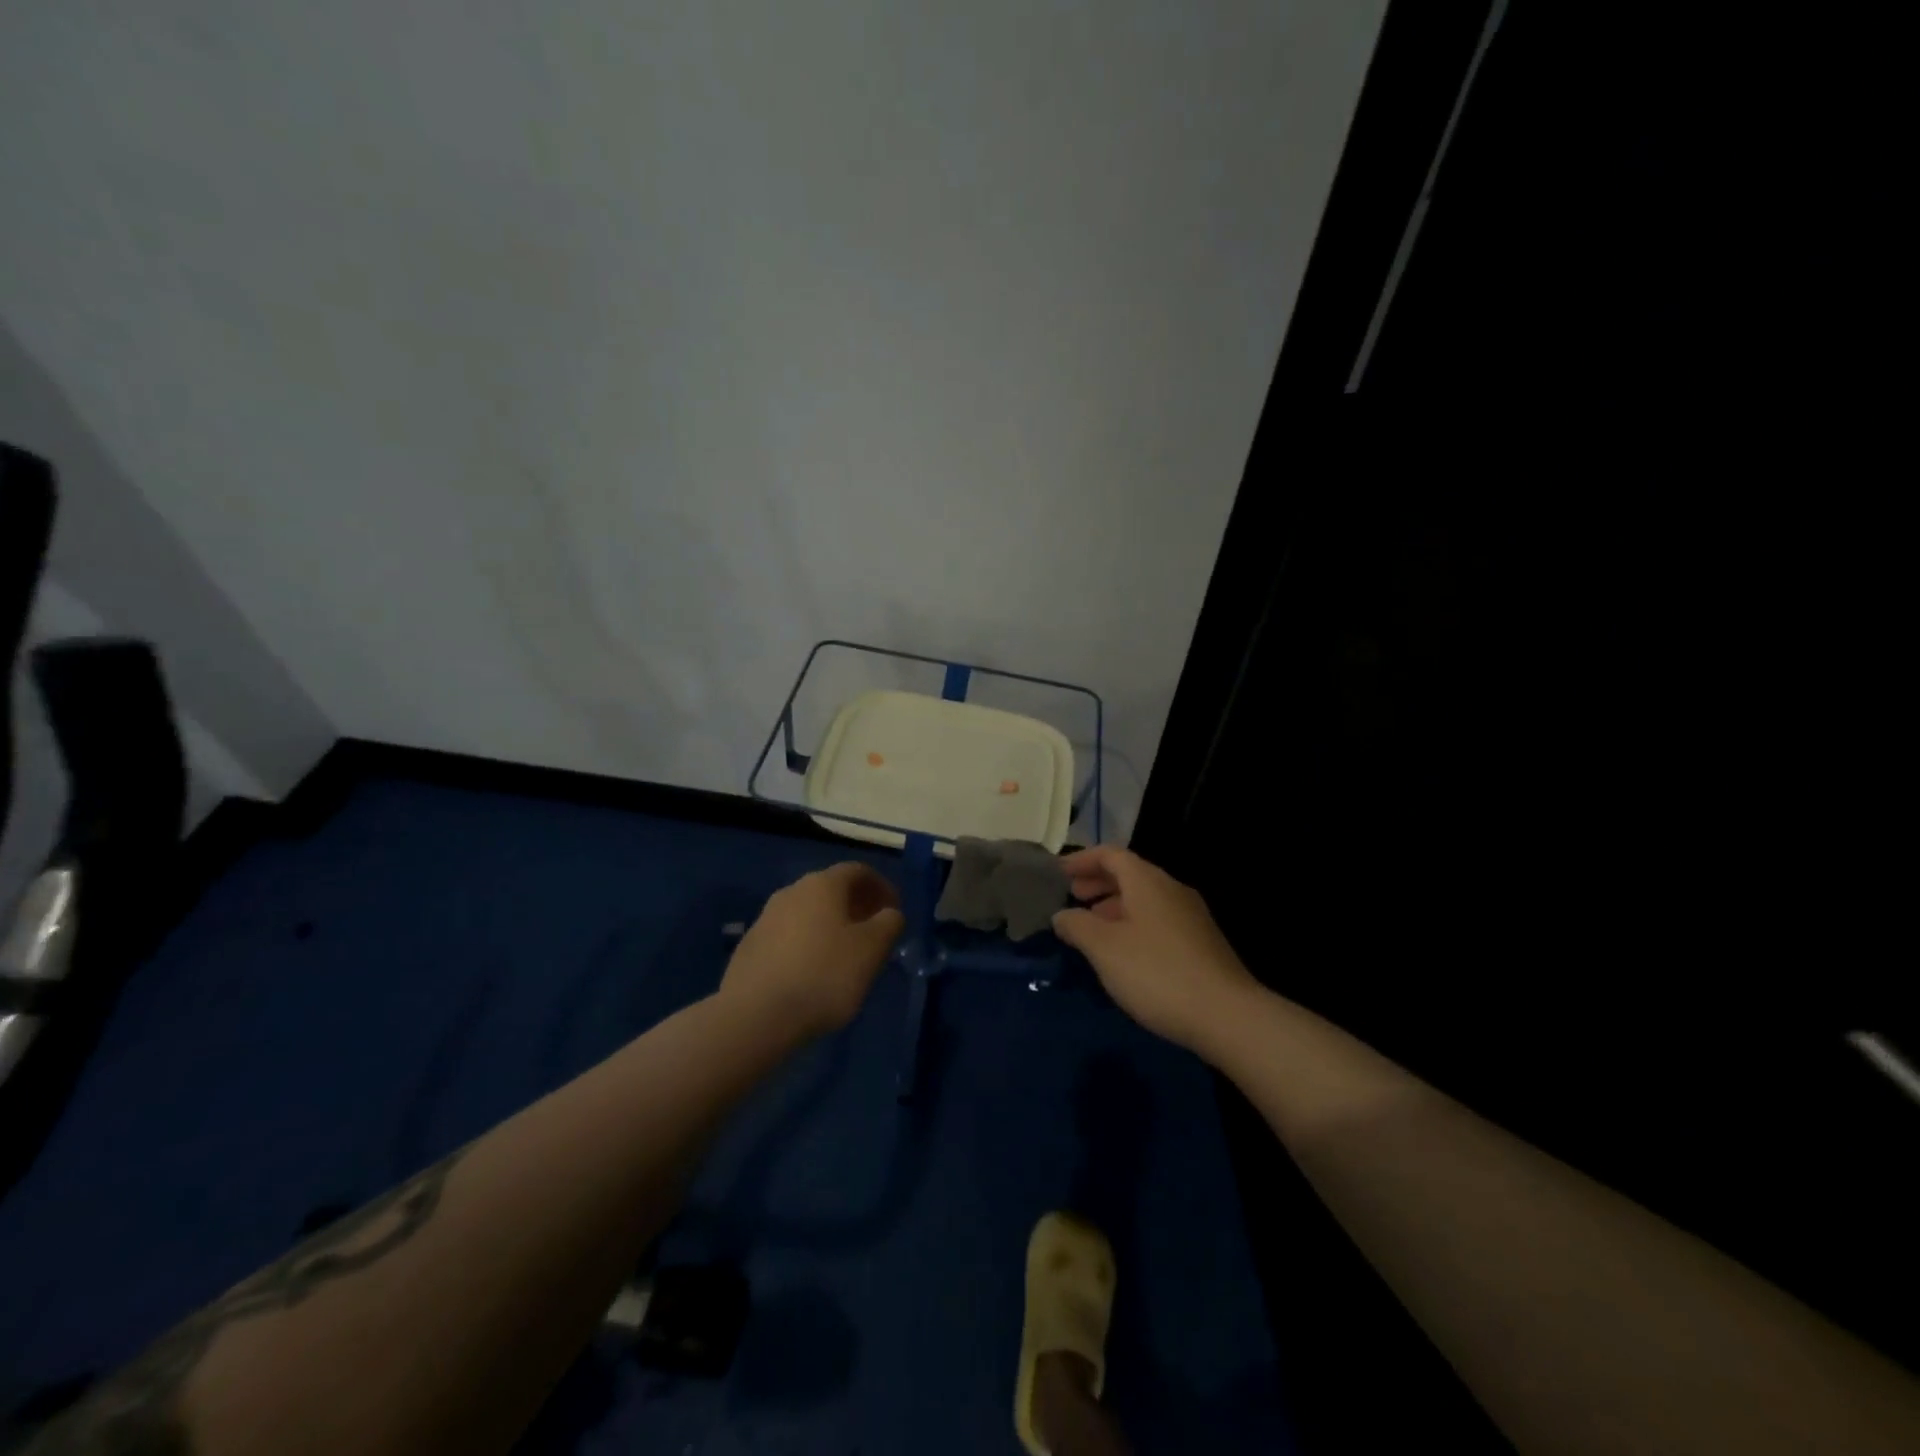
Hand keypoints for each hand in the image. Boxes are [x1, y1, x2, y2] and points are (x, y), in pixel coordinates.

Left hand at [720, 862, 904, 1041]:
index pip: (858, 871)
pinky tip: (813, 974)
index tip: (895, 911)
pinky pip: (788, 937)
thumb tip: (889, 914)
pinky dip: (807, 945)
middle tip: (874, 932)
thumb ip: (889, 924)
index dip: (881, 887)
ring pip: (808, 913)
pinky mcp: (749, 948)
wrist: (754, 1016)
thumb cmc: (824, 975)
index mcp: (822, 885)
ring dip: (830, 926)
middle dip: (856, 906)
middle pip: (831, 890)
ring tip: (846, 956)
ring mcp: (765, 919)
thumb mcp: (872, 950)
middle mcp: (791, 892)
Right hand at [1052, 846, 1258, 1054]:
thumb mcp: (1104, 948)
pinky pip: (1157, 920)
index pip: (1110, 854)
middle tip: (1071, 897)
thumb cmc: (1156, 972)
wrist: (1226, 1015)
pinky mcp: (1201, 943)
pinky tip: (1123, 952)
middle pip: (1129, 874)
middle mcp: (1172, 890)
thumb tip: (1061, 915)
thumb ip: (1077, 925)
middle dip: (1097, 882)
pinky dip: (1132, 924)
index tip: (1057, 873)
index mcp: (1147, 881)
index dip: (1082, 860)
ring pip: (1144, 899)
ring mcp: (1191, 916)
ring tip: (1091, 927)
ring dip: (1114, 905)